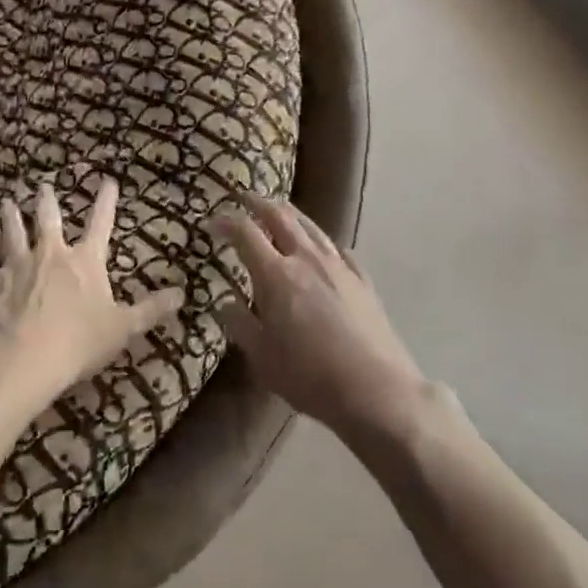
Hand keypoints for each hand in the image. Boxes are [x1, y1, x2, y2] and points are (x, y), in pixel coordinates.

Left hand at [0, 179, 183, 413]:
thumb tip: (183, 293)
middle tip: (43, 186)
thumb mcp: (123, 328)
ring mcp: (17, 264)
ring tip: (5, 202)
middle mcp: (51, 253)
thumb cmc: (79, 342)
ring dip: (9, 217)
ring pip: (13, 232)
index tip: (108, 181)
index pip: (101, 224)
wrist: (25, 358)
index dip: (106, 202)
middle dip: (48, 201)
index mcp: (85, 261)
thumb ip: (151, 309)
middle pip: (50, 220)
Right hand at [213, 193, 439, 440]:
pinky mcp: (363, 282)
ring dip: (291, 214)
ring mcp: (339, 267)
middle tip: (244, 197)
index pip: (245, 233)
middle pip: (281, 217)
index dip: (226, 221)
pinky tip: (324, 249)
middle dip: (259, 202)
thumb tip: (223, 303)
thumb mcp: (262, 357)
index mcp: (276, 274)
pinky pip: (340, 251)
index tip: (211, 221)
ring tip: (280, 211)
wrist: (376, 390)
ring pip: (312, 227)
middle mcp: (307, 259)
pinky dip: (324, 243)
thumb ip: (240, 325)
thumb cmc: (309, 376)